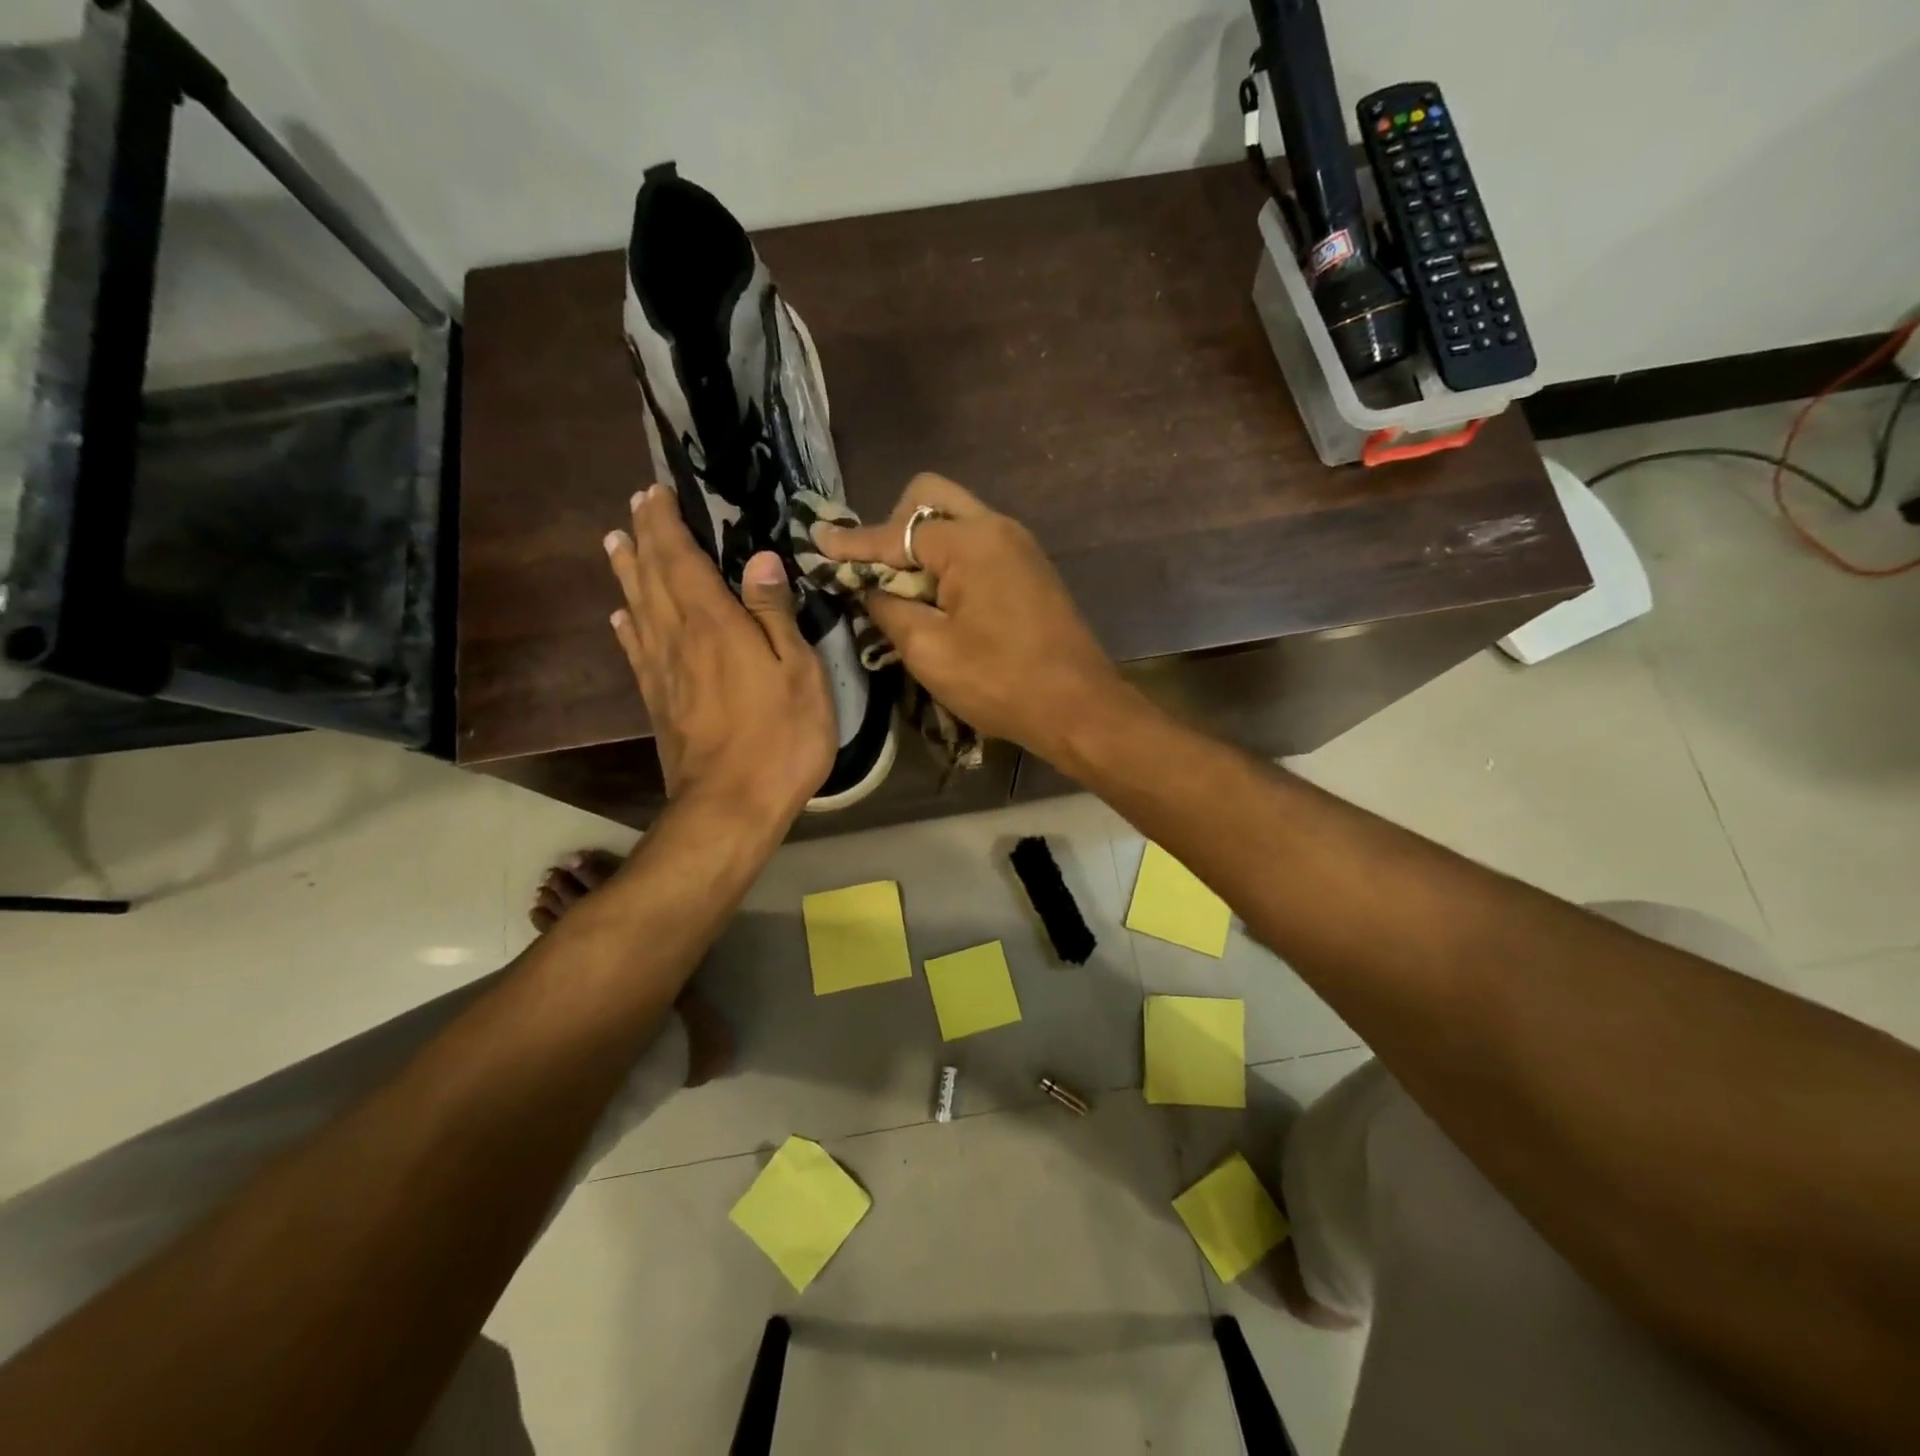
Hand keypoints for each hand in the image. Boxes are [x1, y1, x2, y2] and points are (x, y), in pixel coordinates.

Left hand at [605, 486, 834, 825]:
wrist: (731, 805)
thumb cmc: (780, 737)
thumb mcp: (798, 672)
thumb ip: (774, 614)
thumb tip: (759, 559)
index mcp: (713, 623)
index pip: (680, 558)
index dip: (666, 523)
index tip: (656, 492)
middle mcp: (678, 637)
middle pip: (652, 576)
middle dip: (644, 537)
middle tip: (636, 506)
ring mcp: (662, 672)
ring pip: (637, 607)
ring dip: (627, 571)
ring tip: (614, 542)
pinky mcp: (658, 702)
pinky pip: (636, 650)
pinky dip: (627, 625)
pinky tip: (621, 616)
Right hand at [817, 474, 1127, 764]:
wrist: (1079, 708)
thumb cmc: (1001, 682)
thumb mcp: (929, 651)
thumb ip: (888, 609)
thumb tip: (869, 588)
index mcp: (970, 541)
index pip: (896, 532)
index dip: (852, 542)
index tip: (816, 541)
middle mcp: (997, 528)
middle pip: (930, 499)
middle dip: (893, 527)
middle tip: (875, 571)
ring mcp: (1019, 546)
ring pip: (956, 520)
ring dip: (922, 545)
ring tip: (903, 590)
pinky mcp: (1030, 569)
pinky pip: (977, 544)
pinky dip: (949, 560)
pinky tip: (938, 599)